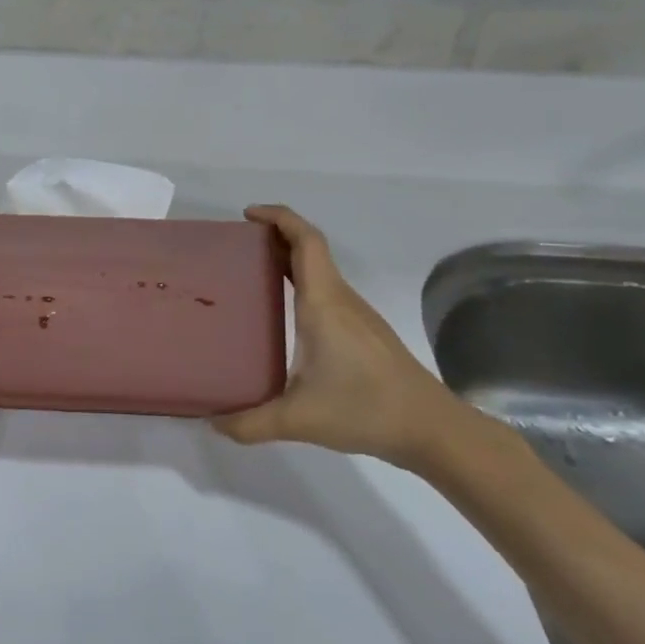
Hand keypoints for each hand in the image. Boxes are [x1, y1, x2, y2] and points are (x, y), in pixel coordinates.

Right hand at [212, 205, 469, 470]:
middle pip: (310, 250)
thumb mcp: (299, 419)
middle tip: (236, 246)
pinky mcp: (363, 332)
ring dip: (288, 261)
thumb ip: (250, 423)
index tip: (248, 214)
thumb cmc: (365, 410)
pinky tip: (284, 313)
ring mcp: (356, 315)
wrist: (432, 429)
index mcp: (323, 304)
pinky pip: (326, 291)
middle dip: (275, 237)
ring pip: (320, 271)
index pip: (306, 242)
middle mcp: (340, 300)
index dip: (279, 218)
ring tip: (250, 275)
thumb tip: (212, 423)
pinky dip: (301, 284)